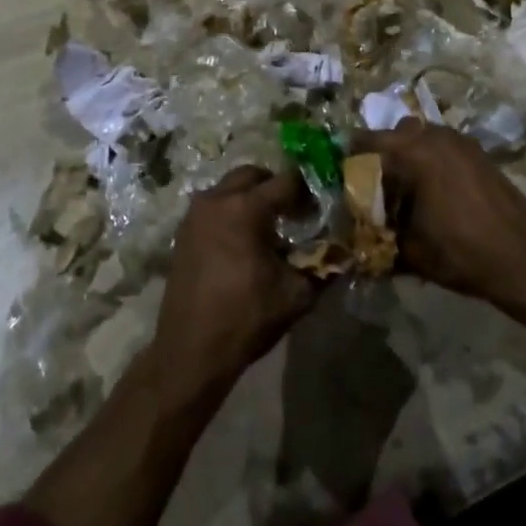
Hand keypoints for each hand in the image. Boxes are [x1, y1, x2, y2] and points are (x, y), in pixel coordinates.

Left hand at [152, 166, 316, 407]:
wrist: (190, 350)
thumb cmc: (245, 318)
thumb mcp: (295, 295)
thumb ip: (321, 266)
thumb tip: (342, 252)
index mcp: (245, 208)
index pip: (285, 181)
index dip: (306, 192)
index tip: (318, 208)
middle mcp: (217, 199)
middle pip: (252, 175)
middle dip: (275, 186)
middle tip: (293, 212)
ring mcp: (195, 213)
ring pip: (229, 187)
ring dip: (251, 198)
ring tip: (268, 229)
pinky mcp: (184, 230)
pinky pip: (214, 206)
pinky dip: (231, 212)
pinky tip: (243, 243)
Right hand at [352, 119, 525, 305]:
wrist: (523, 259)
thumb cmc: (461, 252)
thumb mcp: (409, 250)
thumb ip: (378, 234)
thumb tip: (355, 236)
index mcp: (412, 152)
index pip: (365, 142)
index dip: (350, 159)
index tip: (344, 179)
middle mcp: (434, 136)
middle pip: (394, 135)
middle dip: (382, 156)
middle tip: (377, 187)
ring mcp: (460, 141)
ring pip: (421, 137)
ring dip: (409, 155)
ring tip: (408, 190)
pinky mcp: (478, 152)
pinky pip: (443, 146)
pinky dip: (432, 160)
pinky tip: (436, 192)